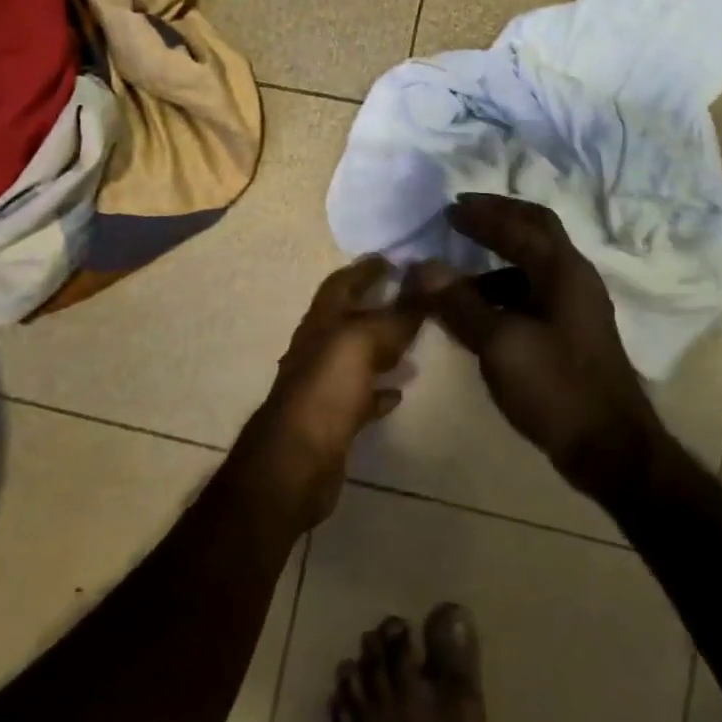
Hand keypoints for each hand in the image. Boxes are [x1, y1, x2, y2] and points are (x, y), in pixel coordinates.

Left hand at [249, 256, 426, 527]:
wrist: (295, 463)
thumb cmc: (327, 390)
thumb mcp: (364, 341)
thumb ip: (397, 314)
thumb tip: (426, 279)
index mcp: (322, 322)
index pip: (343, 283)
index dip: (365, 269)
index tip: (393, 259)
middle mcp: (319, 348)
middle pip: (349, 319)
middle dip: (377, 306)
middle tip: (412, 299)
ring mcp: (323, 386)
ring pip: (356, 357)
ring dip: (382, 347)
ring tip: (414, 345)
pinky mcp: (332, 420)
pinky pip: (360, 396)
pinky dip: (379, 389)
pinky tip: (398, 392)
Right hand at [406, 195, 666, 501]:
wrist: (609, 447)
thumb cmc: (556, 387)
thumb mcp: (500, 344)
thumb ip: (460, 303)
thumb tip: (422, 267)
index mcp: (562, 270)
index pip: (520, 224)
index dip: (483, 213)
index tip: (448, 208)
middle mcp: (574, 277)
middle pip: (536, 230)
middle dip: (498, 218)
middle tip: (461, 215)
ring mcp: (576, 306)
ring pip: (532, 265)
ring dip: (497, 259)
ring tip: (458, 272)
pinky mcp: (571, 332)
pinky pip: (532, 294)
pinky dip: (503, 291)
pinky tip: (478, 312)